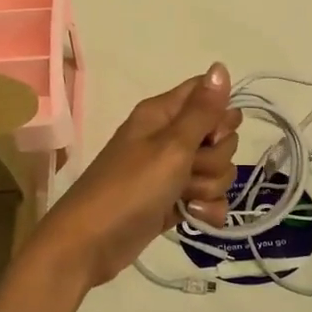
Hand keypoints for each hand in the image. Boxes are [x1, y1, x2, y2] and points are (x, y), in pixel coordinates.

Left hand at [31, 64, 242, 287]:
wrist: (90, 245)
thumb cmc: (129, 188)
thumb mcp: (170, 146)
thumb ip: (202, 110)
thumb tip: (221, 66)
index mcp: (162, 114)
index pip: (206, 94)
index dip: (219, 114)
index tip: (212, 135)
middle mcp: (168, 137)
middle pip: (219, 136)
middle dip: (215, 158)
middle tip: (189, 169)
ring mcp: (171, 172)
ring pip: (217, 170)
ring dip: (209, 186)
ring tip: (185, 198)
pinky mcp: (174, 202)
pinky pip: (208, 197)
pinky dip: (206, 209)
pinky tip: (194, 217)